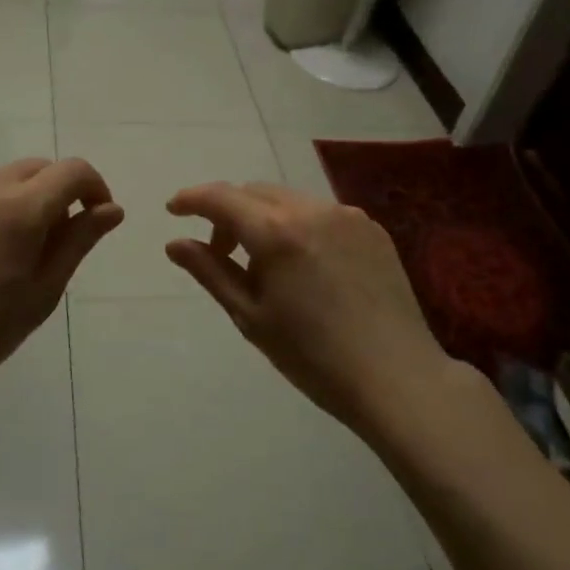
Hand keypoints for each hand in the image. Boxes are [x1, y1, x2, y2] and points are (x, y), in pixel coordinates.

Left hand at [0, 158, 122, 417]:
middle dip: (53, 193)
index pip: (72, 171)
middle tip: (50, 238)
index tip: (94, 215)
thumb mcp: (42, 293)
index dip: (93, 186)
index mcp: (19, 211)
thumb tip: (112, 209)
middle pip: (34, 169)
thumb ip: (78, 241)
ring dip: (11, 204)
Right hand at [164, 182, 452, 433]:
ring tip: (267, 264)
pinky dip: (300, 226)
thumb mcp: (251, 316)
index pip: (221, 197)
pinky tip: (306, 266)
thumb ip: (210, 271)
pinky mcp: (372, 228)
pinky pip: (322, 213)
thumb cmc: (312, 356)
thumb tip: (175, 243)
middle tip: (221, 252)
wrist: (396, 377)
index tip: (174, 210)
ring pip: (289, 199)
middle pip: (255, 192)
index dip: (192, 199)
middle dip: (229, 212)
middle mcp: (311, 209)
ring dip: (265, 218)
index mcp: (276, 231)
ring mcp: (347, 215)